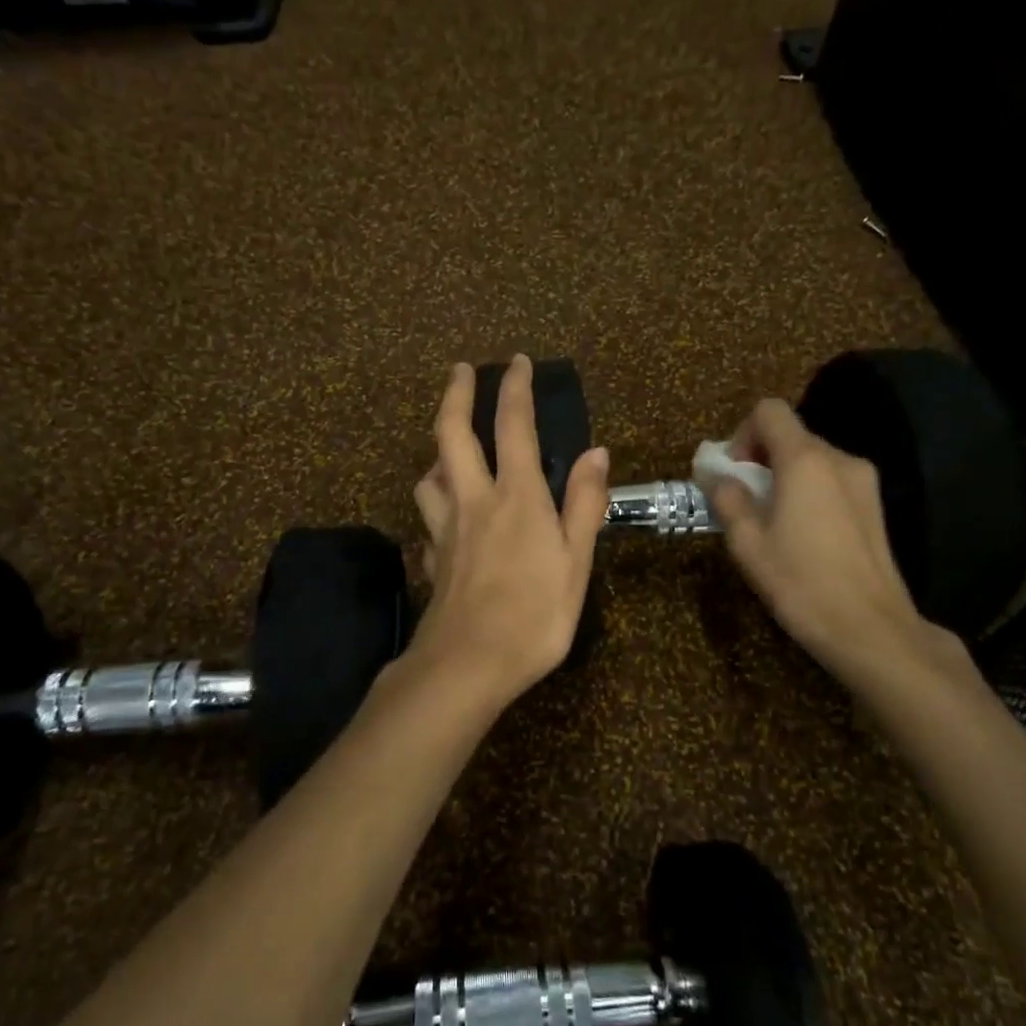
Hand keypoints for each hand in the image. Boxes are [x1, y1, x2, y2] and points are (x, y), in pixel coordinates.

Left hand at [407, 357, 609, 705]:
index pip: (513, 426)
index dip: (514, 388)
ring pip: (429, 475)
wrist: (467, 664)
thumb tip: (596, 452)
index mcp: (516, 497)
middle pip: (451, 434)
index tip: (516, 361)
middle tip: (459, 369)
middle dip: (455, 394)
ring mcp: (445, 529)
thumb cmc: (534, 615)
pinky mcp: (433, 557)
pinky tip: (445, 519)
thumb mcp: (576, 562)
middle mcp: (473, 500)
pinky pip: (429, 519)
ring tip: (449, 451)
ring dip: (437, 452)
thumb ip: (584, 505)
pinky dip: (435, 505)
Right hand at [708, 398, 946, 684]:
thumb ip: (728, 499)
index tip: (735, 472)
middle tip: (745, 500)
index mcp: (805, 460)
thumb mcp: (747, 543)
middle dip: (761, 458)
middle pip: (792, 434)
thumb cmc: (800, 583)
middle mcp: (839, 459)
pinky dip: (809, 491)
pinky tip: (803, 534)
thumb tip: (718, 477)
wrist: (871, 628)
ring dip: (785, 476)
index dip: (743, 433)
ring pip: (813, 458)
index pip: (770, 411)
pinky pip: (832, 480)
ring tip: (773, 522)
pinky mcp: (875, 505)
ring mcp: (864, 481)